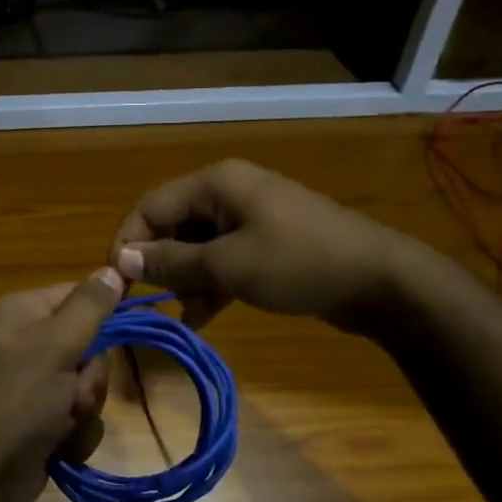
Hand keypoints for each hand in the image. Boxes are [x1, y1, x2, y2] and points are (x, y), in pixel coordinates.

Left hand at [0, 267, 123, 501]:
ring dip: (83, 409)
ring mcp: (28, 385)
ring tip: (61, 425)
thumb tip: (113, 267)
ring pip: (86, 385)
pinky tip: (58, 449)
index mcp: (18, 312)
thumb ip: (89, 307)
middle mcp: (21, 343)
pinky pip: (76, 416)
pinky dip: (74, 434)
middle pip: (88, 344)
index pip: (77, 295)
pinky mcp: (36, 421)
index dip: (106, 313)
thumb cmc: (14, 402)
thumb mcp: (55, 346)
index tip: (131, 329)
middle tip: (72, 393)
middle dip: (89, 376)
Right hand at [111, 159, 410, 329]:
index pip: (150, 207)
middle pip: (173, 227)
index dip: (129, 243)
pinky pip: (224, 260)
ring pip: (197, 247)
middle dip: (162, 266)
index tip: (120, 285)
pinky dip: (211, 285)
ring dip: (187, 281)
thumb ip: (172, 262)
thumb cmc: (298, 263)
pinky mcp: (267, 243)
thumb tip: (122, 260)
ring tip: (189, 315)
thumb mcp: (228, 266)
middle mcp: (228, 193)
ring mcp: (250, 218)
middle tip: (157, 304)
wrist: (380, 281)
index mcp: (216, 184)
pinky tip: (205, 317)